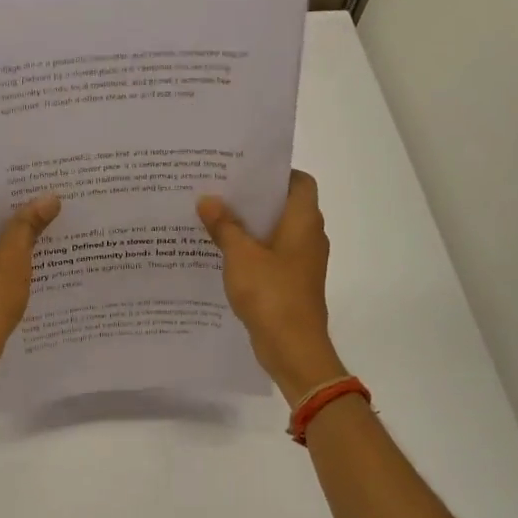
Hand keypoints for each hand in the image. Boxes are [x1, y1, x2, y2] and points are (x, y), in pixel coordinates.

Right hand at [198, 170, 343, 400]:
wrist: (293, 347)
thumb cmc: (271, 293)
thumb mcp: (240, 255)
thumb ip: (224, 225)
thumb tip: (208, 199)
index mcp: (304, 221)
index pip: (300, 181)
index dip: (276, 172)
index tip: (244, 170)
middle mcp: (309, 236)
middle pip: (284, 206)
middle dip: (253, 199)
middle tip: (219, 190)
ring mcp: (302, 262)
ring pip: (275, 232)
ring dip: (249, 226)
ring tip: (213, 217)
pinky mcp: (292, 283)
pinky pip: (271, 256)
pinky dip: (251, 251)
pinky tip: (222, 253)